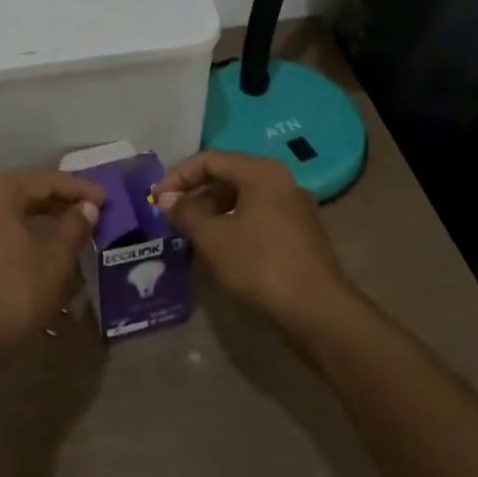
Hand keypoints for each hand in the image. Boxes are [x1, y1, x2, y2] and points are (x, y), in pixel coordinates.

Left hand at [0, 169, 103, 364]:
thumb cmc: (13, 293)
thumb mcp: (53, 260)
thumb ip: (73, 227)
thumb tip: (88, 207)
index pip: (44, 180)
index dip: (77, 188)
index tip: (106, 198)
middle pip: (24, 191)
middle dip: (58, 199)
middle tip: (90, 208)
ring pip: (10, 211)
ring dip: (41, 216)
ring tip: (70, 225)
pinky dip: (22, 231)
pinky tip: (41, 246)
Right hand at [154, 151, 355, 339]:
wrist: (321, 316)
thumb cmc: (261, 266)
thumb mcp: (213, 239)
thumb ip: (186, 213)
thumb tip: (166, 199)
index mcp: (260, 172)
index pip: (209, 160)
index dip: (178, 177)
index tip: (156, 200)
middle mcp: (281, 181)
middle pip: (227, 177)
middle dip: (195, 196)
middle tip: (171, 218)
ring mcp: (294, 209)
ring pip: (243, 200)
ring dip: (213, 214)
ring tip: (191, 236)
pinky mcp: (301, 236)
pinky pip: (258, 219)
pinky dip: (234, 227)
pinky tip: (221, 251)